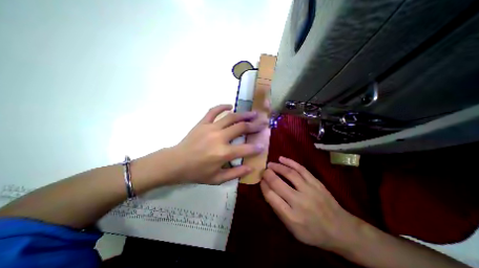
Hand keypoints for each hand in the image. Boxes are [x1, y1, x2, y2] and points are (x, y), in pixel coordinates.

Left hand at [170, 104, 267, 184]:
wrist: (176, 163)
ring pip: (231, 117)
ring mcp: (210, 128)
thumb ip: (235, 173)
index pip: (246, 149)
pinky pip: (213, 111)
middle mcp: (219, 138)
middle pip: (241, 128)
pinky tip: (230, 105)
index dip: (256, 147)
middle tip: (263, 122)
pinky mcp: (202, 123)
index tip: (263, 144)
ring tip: (253, 113)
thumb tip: (250, 168)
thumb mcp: (217, 179)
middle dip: (255, 125)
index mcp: (223, 153)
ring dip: (244, 114)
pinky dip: (222, 107)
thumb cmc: (196, 172)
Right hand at [260, 157, 360, 250]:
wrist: (342, 230)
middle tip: (263, 171)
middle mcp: (299, 202)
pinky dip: (290, 162)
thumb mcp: (293, 230)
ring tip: (270, 164)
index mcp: (291, 217)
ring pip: (289, 173)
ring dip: (277, 167)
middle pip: (277, 183)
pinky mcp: (317, 183)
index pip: (271, 197)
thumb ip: (279, 211)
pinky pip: (301, 169)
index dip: (263, 186)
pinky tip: (282, 158)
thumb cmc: (314, 233)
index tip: (260, 180)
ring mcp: (309, 190)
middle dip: (267, 174)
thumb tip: (268, 191)